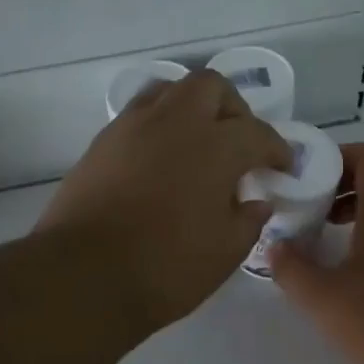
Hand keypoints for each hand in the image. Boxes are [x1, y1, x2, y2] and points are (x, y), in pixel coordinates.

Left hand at [38, 70, 291, 332]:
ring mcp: (133, 127)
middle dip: (233, 108)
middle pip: (211, 86)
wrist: (82, 277)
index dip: (276, 148)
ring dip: (191, 107)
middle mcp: (176, 122)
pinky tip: (160, 159)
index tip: (282, 166)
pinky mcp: (102, 142)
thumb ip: (248, 220)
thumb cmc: (166, 267)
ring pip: (170, 90)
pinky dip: (159, 125)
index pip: (257, 133)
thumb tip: (256, 202)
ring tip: (196, 142)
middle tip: (238, 143)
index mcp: (216, 146)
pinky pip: (139, 114)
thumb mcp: (225, 252)